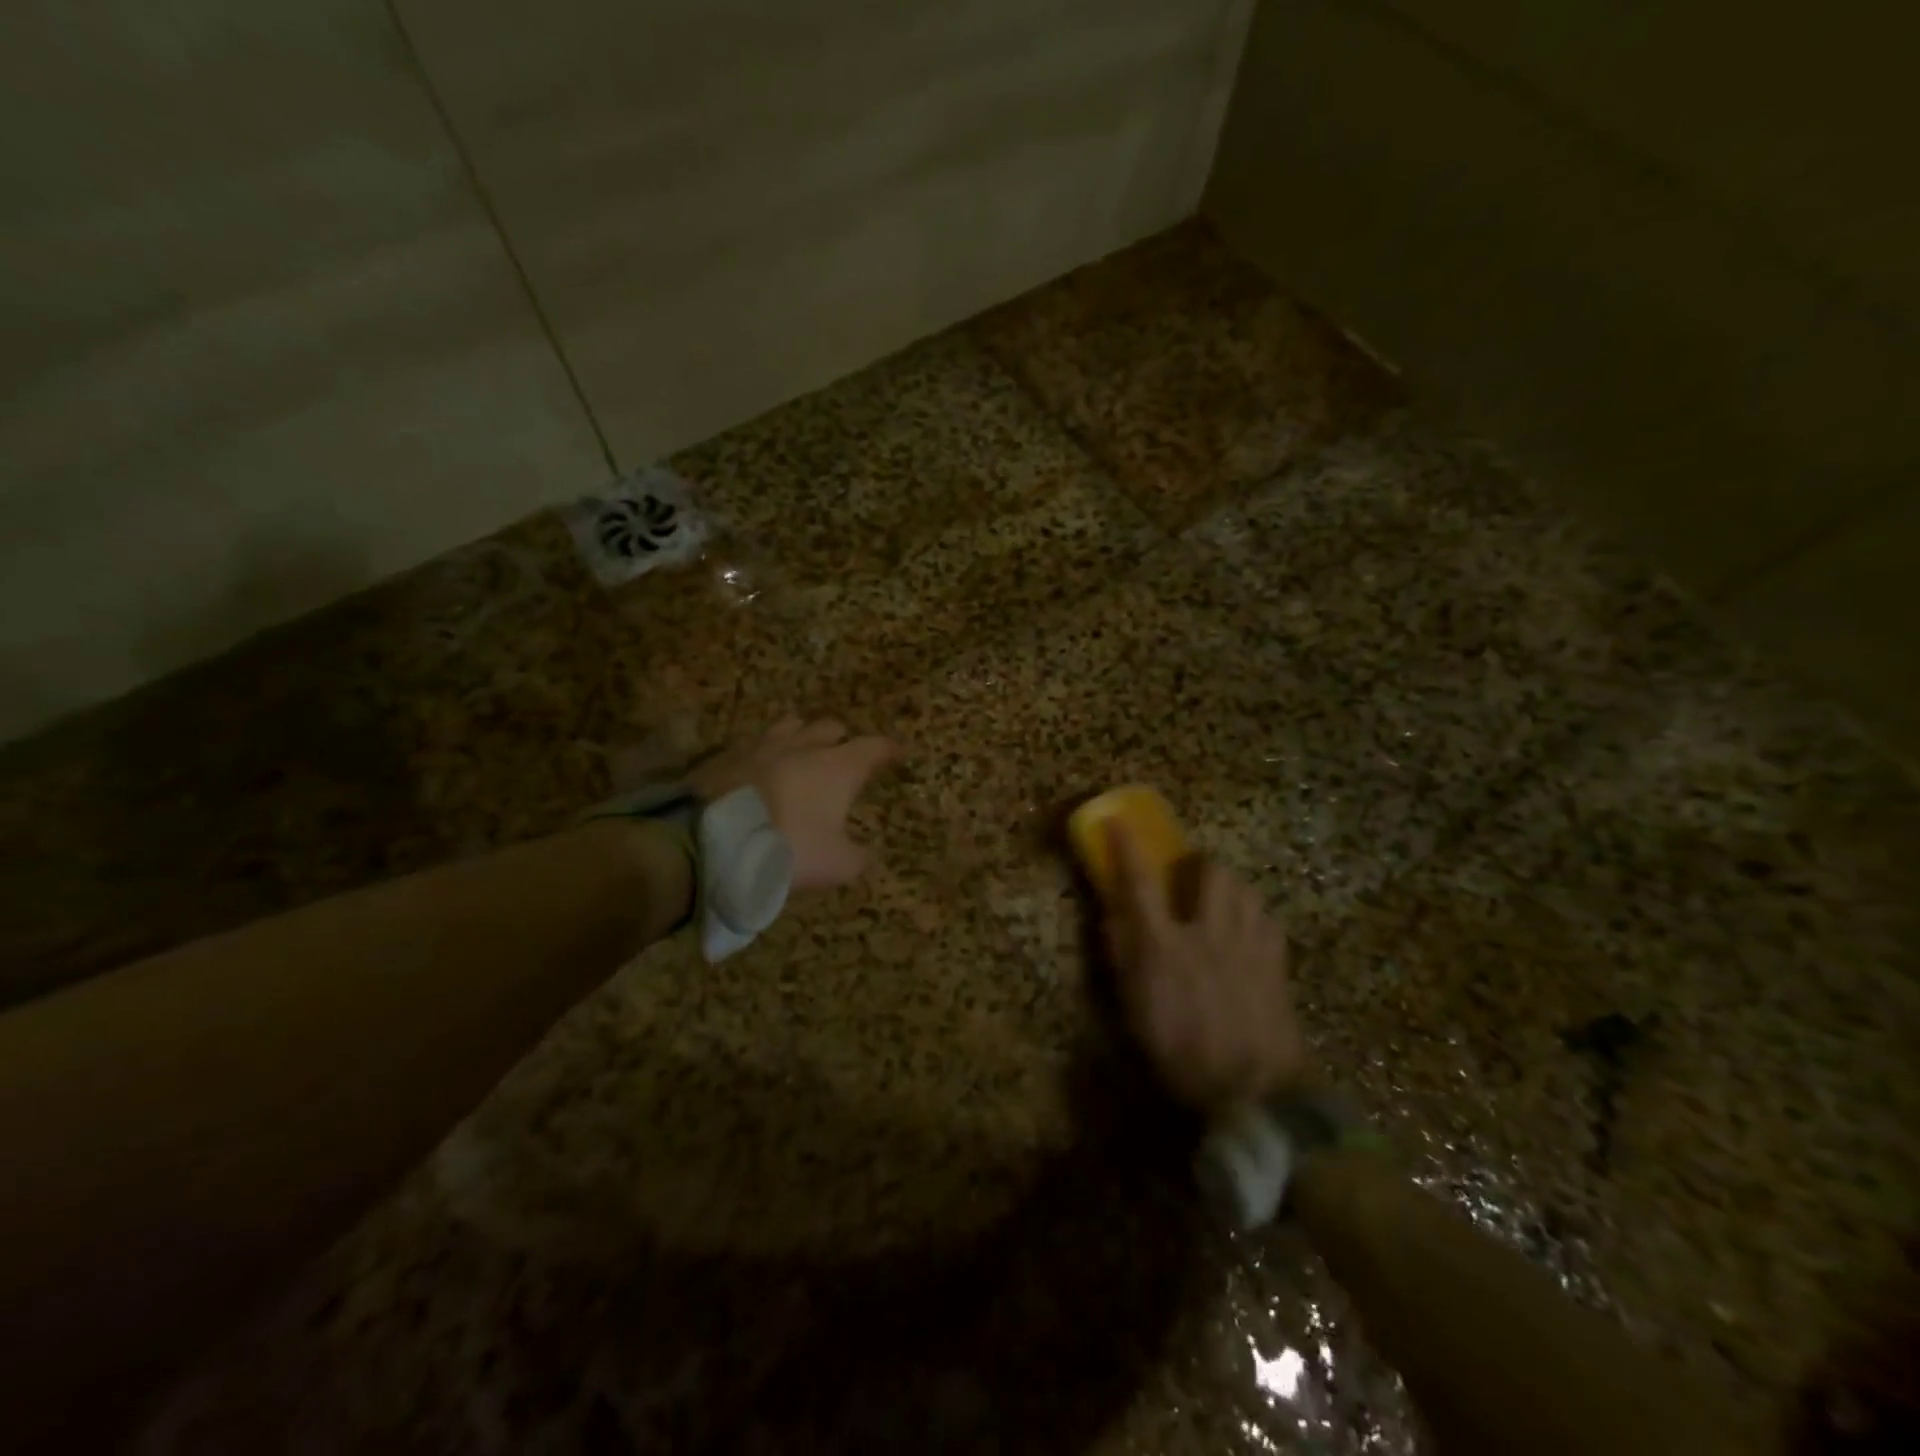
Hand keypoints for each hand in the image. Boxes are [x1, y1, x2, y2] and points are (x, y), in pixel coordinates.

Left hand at [688, 716, 901, 891]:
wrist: (709, 841)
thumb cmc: (786, 849)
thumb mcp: (835, 866)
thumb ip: (859, 859)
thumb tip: (870, 856)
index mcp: (837, 767)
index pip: (873, 747)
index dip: (888, 749)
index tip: (897, 752)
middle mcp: (804, 745)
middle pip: (831, 727)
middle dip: (842, 738)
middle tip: (844, 755)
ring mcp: (763, 745)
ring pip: (791, 725)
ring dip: (802, 735)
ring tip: (802, 751)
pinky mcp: (727, 754)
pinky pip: (755, 742)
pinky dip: (765, 751)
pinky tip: (760, 767)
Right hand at [1103, 821, 1309, 1109]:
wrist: (1254, 1092)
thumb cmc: (1182, 1054)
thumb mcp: (1136, 1010)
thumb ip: (1123, 956)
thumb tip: (1112, 915)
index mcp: (1164, 947)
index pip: (1140, 883)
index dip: (1127, 847)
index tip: (1117, 819)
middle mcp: (1207, 933)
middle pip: (1209, 871)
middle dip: (1198, 865)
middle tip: (1188, 879)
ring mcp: (1247, 945)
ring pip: (1245, 888)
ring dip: (1229, 887)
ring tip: (1220, 902)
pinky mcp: (1277, 962)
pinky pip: (1268, 919)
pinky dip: (1255, 916)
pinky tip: (1248, 933)